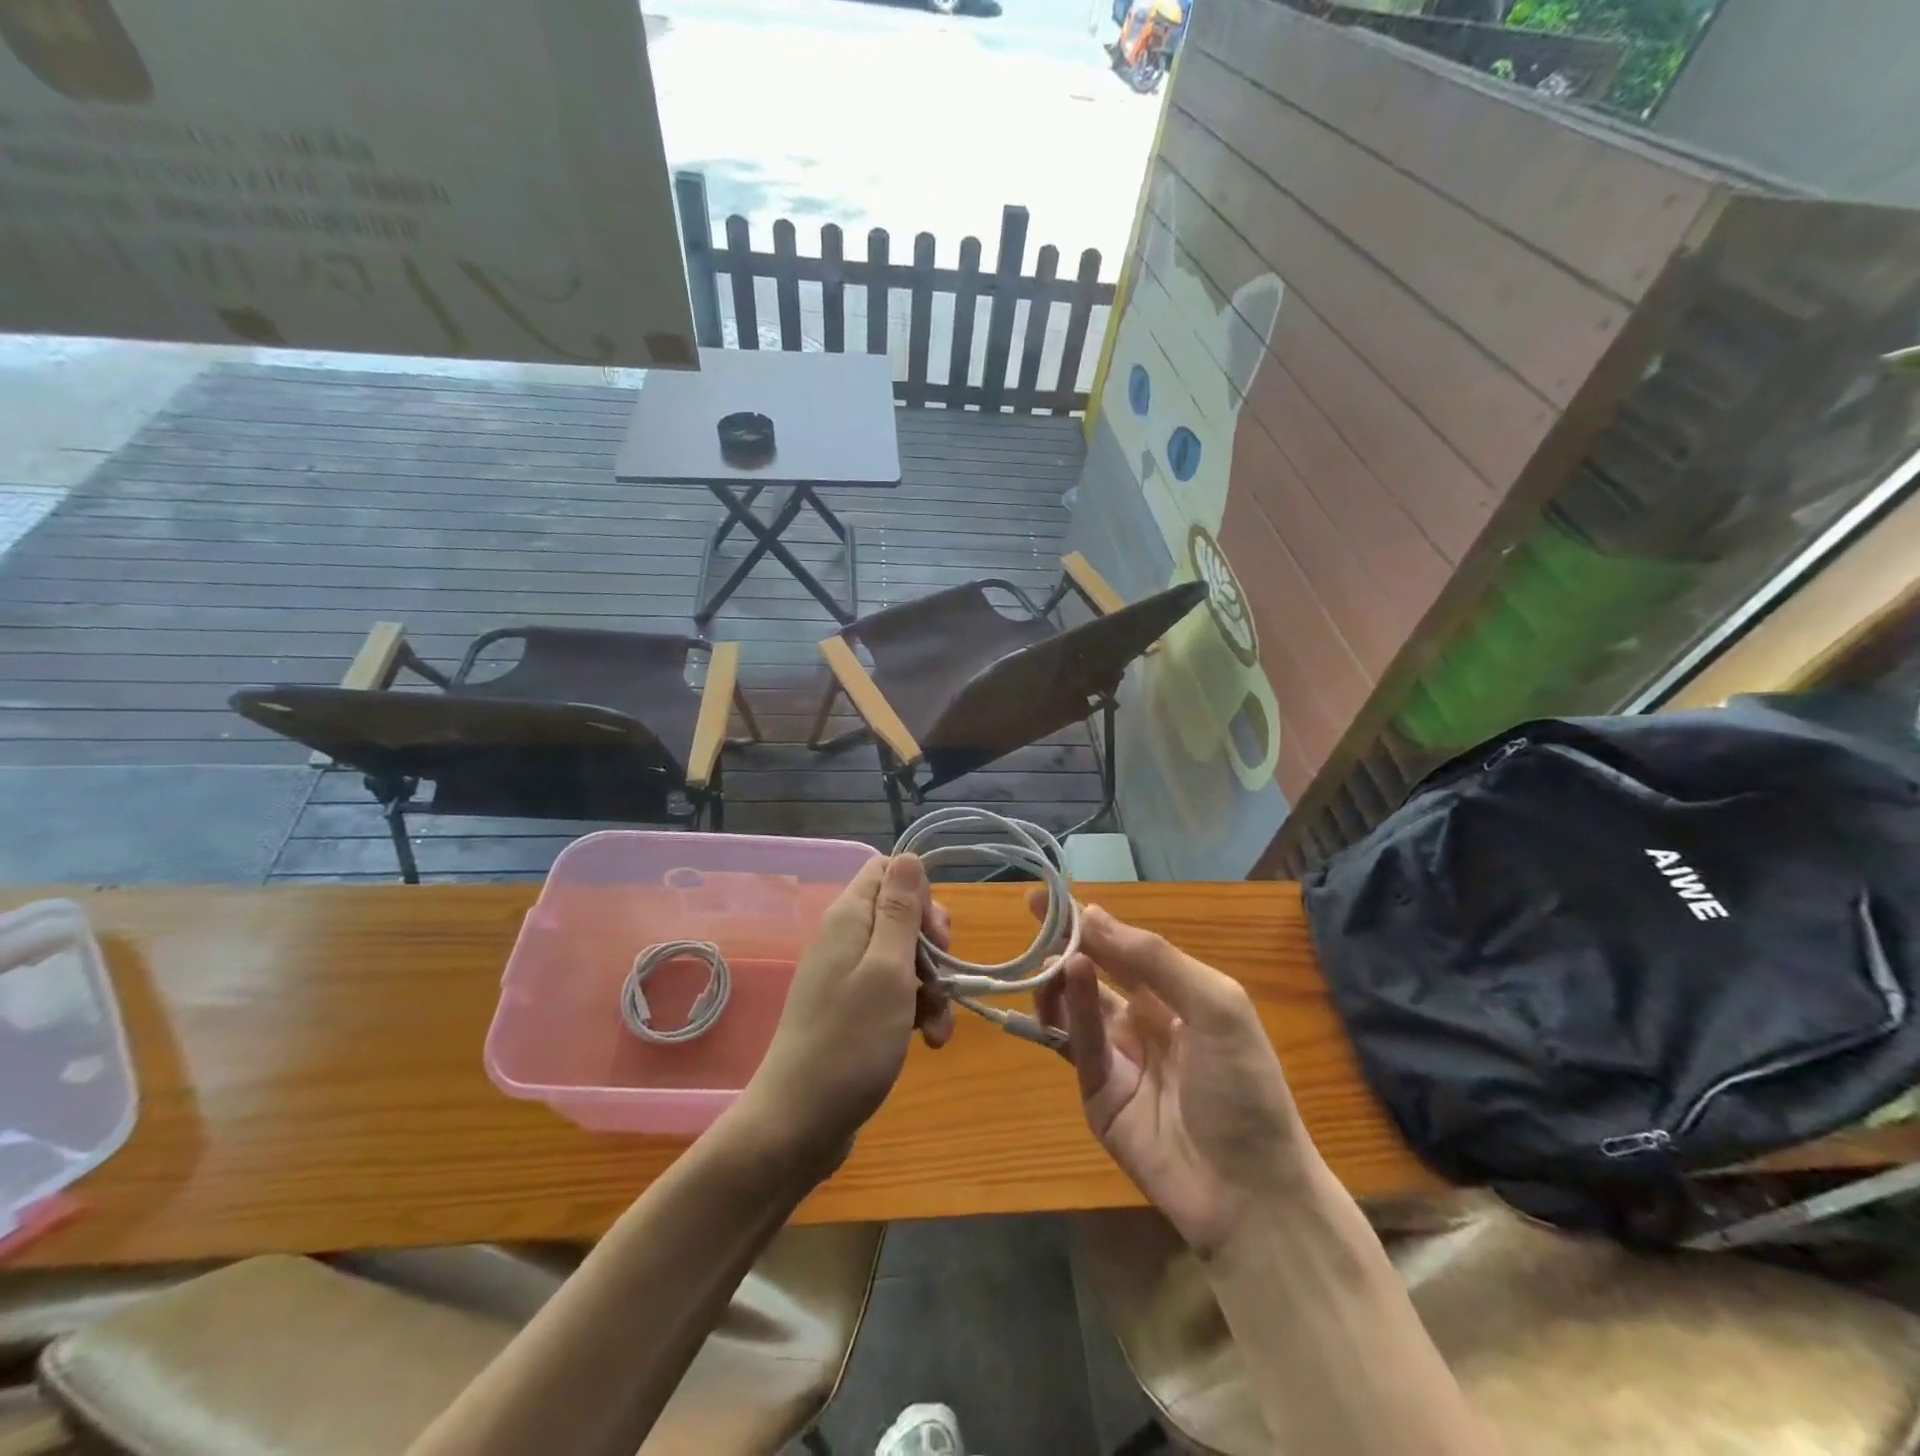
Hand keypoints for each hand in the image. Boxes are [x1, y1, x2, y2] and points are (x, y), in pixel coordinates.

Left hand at [739, 854, 952, 1160]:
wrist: (798, 1124)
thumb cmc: (850, 1042)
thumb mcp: (887, 970)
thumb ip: (900, 911)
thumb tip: (908, 855)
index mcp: (849, 919)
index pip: (887, 871)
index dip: (919, 894)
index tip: (936, 934)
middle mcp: (845, 940)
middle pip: (901, 916)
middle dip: (932, 946)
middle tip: (943, 975)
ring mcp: (847, 978)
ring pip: (904, 959)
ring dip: (932, 987)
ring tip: (940, 1027)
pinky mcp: (852, 1013)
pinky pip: (893, 994)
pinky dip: (916, 1012)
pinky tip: (929, 1043)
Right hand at [1034, 900, 1312, 1255]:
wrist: (1251, 1192)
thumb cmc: (1244, 1087)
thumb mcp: (1216, 1006)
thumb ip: (1155, 959)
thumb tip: (1095, 915)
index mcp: (1176, 998)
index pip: (1125, 950)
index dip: (1092, 922)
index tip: (1053, 896)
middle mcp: (1143, 1022)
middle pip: (1095, 972)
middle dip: (1066, 941)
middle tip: (1032, 913)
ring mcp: (1118, 1059)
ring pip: (1077, 1006)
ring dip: (1063, 975)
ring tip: (1053, 953)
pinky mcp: (1097, 1095)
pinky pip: (1079, 1044)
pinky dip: (1071, 1009)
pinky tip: (1070, 977)